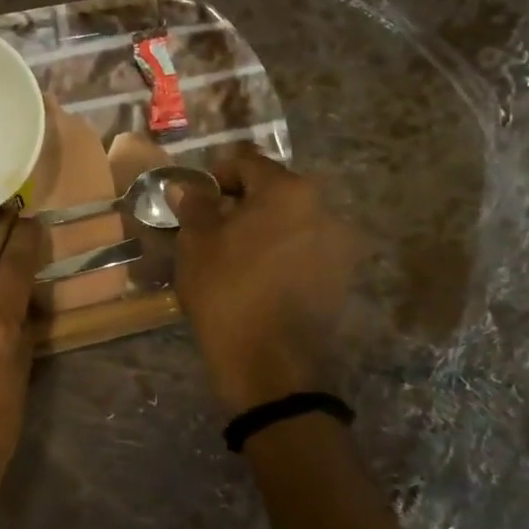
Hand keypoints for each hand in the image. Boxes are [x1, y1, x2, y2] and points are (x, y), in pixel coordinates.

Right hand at [171, 148, 364, 415]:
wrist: (270, 365)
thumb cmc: (227, 292)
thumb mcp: (197, 244)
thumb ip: (194, 206)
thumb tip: (186, 187)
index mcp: (289, 191)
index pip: (247, 163)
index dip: (216, 176)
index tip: (195, 201)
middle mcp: (324, 209)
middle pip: (274, 191)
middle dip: (241, 204)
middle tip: (210, 229)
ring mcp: (339, 245)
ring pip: (290, 222)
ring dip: (263, 229)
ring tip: (233, 256)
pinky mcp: (342, 278)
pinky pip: (304, 250)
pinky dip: (280, 253)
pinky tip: (258, 278)